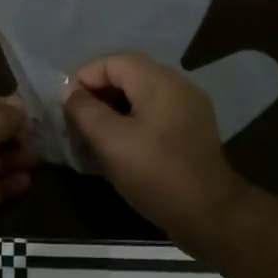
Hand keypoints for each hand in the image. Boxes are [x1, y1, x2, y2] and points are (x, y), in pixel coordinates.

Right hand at [62, 53, 247, 246]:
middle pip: (127, 76)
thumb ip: (84, 110)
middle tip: (76, 124)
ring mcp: (189, 108)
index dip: (84, 79)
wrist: (211, 215)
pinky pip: (154, 114)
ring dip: (112, 111)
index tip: (67, 108)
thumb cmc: (156, 173)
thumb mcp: (110, 141)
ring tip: (93, 138)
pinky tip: (119, 149)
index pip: (112, 61)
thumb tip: (70, 92)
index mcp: (159, 81)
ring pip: (140, 97)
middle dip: (96, 96)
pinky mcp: (192, 130)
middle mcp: (177, 85)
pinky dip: (132, 123)